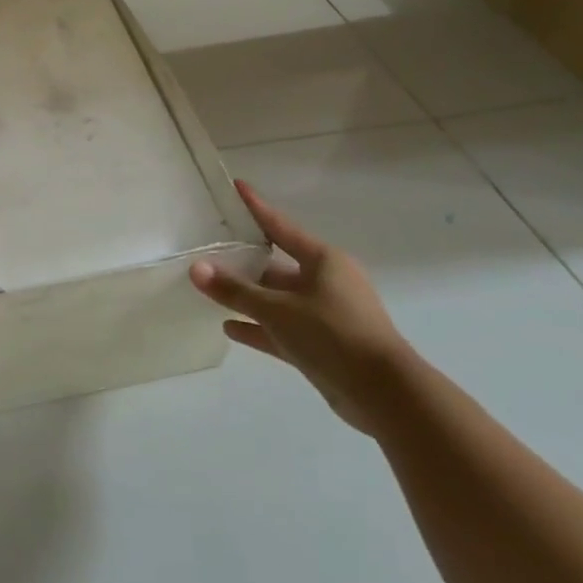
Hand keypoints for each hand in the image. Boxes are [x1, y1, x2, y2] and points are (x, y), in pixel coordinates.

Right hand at [190, 181, 413, 434]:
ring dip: (249, 297)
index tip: (236, 187)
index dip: (256, 207)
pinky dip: (259, 327)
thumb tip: (196, 269)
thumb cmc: (333, 335)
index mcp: (324, 261)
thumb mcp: (277, 310)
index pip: (281, 227)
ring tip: (212, 290)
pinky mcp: (324, 345)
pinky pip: (283, 329)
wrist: (386, 395)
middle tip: (211, 249)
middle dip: (245, 261)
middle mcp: (327, 282)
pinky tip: (229, 328)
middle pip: (277, 266)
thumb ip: (235, 290)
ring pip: (279, 299)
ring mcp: (327, 315)